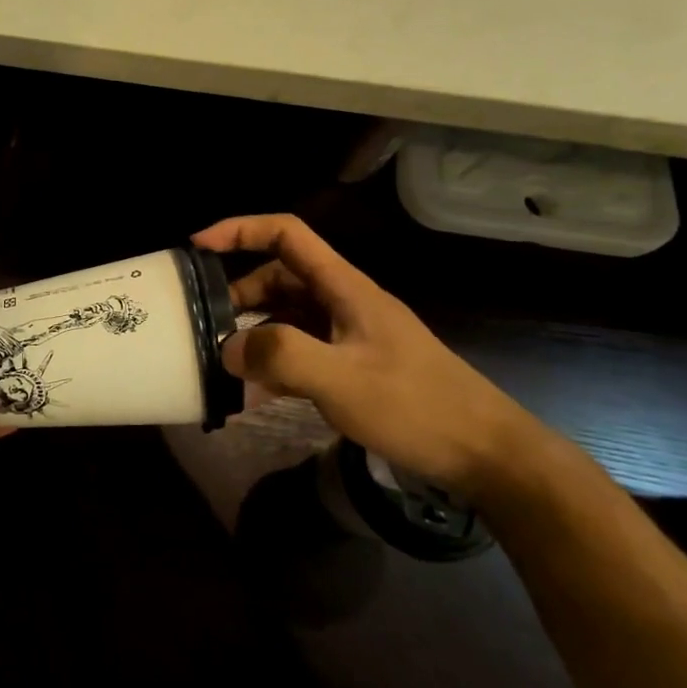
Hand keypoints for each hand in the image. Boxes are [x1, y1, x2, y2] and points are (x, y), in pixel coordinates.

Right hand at [192, 214, 548, 500]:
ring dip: (254, 331)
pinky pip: (302, 351)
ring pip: (288, 316)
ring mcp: (350, 336)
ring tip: (222, 362)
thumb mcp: (342, 381)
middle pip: (280, 276)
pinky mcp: (355, 367)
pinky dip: (274, 363)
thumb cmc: (417, 408)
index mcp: (344, 287)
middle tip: (204, 322)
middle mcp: (344, 303)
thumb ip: (280, 356)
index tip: (197, 247)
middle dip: (238, 292)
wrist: (489, 456)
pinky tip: (254, 394)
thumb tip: (228, 348)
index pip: (286, 234)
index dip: (239, 230)